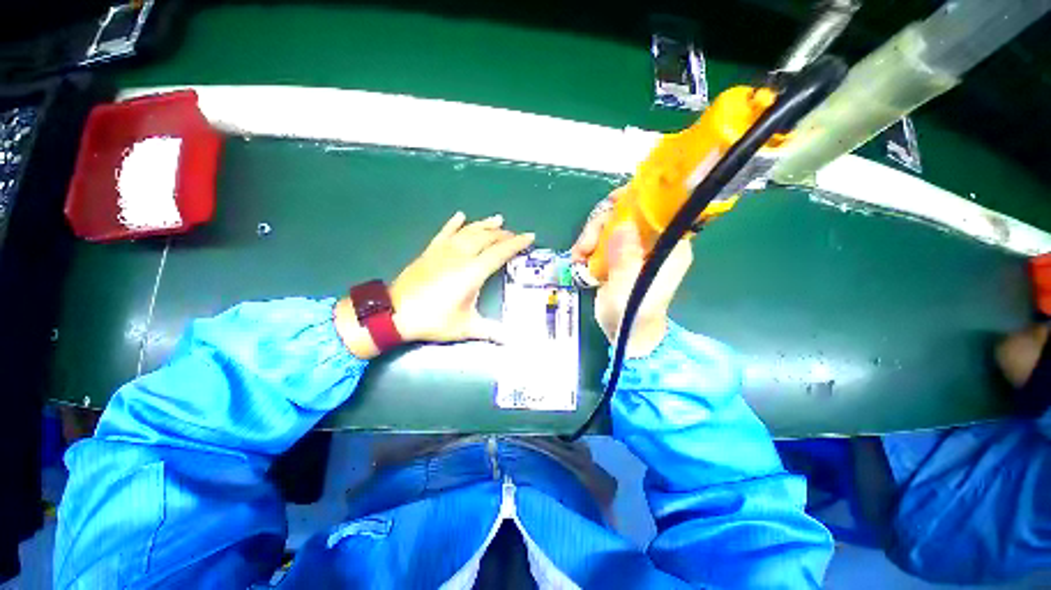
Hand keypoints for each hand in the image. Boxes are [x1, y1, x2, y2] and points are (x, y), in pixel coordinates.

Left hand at [390, 212, 533, 343]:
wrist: (395, 313)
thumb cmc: (434, 320)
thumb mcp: (466, 327)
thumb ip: (491, 332)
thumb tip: (512, 341)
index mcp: (473, 272)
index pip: (500, 252)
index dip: (516, 244)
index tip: (529, 237)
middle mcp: (460, 256)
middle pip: (486, 238)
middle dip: (503, 234)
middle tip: (515, 235)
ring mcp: (444, 251)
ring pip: (468, 231)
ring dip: (484, 225)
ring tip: (498, 219)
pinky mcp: (430, 251)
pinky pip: (445, 232)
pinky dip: (454, 223)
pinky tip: (461, 215)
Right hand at [571, 189, 692, 356]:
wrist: (626, 334)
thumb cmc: (633, 315)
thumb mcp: (629, 288)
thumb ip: (627, 258)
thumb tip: (622, 224)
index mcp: (669, 245)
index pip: (658, 207)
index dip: (636, 198)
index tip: (611, 202)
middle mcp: (654, 242)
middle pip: (628, 213)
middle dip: (602, 224)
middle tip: (585, 245)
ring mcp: (635, 248)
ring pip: (611, 225)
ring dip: (590, 237)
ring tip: (578, 258)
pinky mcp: (619, 255)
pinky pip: (602, 239)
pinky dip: (588, 246)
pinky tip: (579, 261)